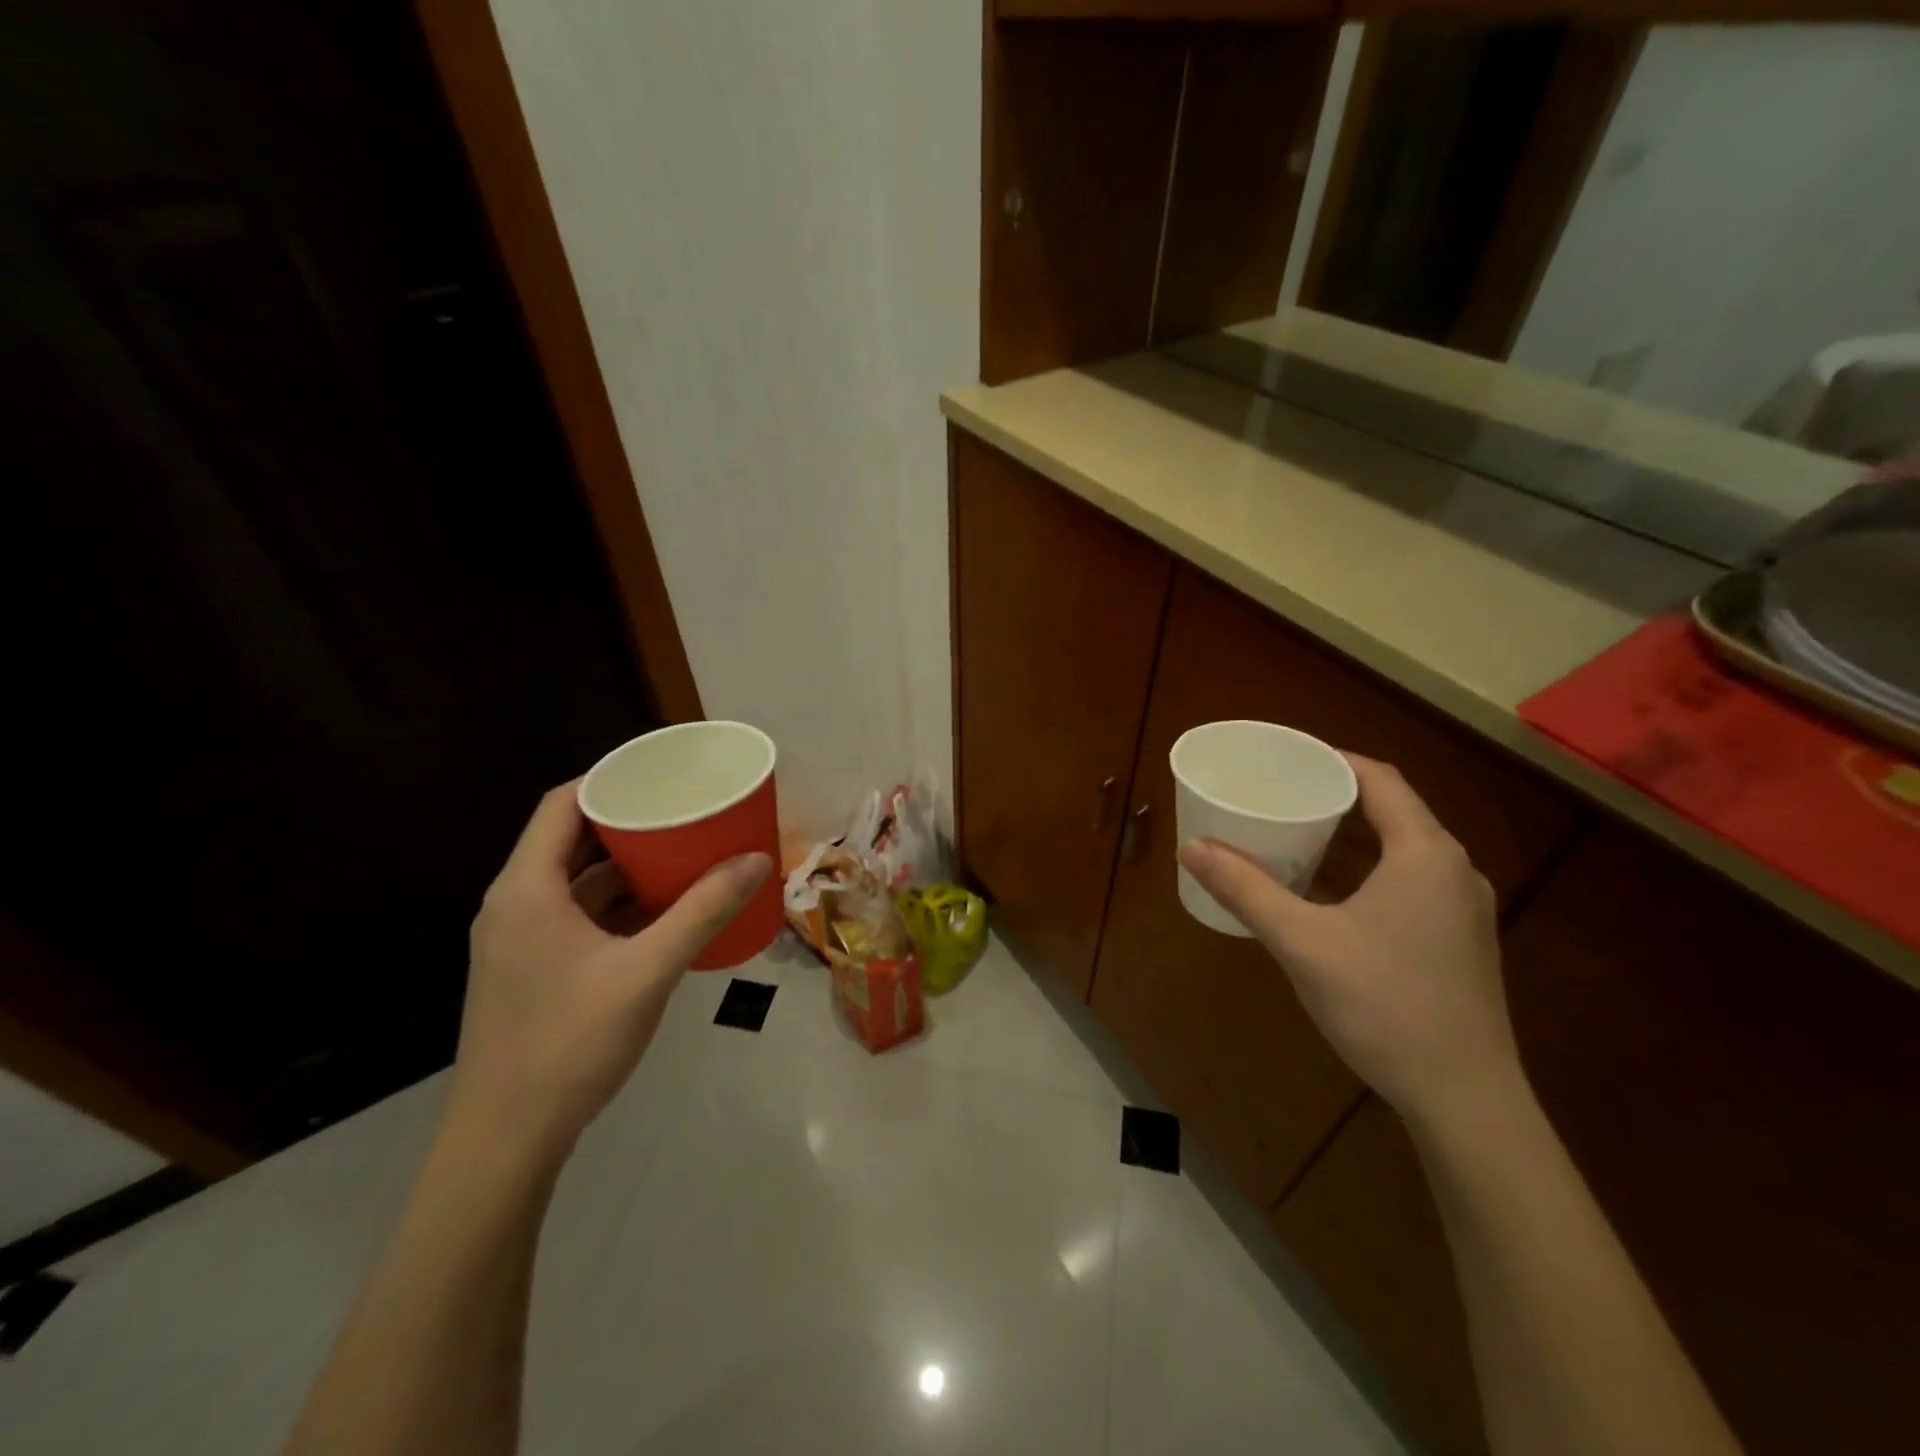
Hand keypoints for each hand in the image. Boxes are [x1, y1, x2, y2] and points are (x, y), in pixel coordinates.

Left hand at [444, 782, 771, 1170]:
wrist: (505, 1142)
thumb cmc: (569, 1043)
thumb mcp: (647, 971)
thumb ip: (702, 911)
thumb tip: (757, 860)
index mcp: (526, 889)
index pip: (563, 804)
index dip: (610, 779)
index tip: (663, 772)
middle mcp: (515, 904)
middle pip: (571, 840)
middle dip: (630, 822)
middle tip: (686, 810)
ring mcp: (520, 941)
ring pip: (577, 883)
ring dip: (627, 867)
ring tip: (685, 853)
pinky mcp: (531, 971)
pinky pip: (578, 917)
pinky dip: (618, 906)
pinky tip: (664, 912)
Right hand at [1178, 755, 1521, 1133]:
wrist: (1465, 1101)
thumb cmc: (1384, 1006)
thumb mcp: (1303, 943)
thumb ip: (1245, 890)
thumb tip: (1190, 848)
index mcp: (1425, 854)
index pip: (1381, 780)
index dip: (1334, 761)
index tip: (1287, 759)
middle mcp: (1454, 871)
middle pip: (1394, 810)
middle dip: (1337, 796)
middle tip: (1281, 794)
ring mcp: (1464, 910)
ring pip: (1404, 849)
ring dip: (1354, 835)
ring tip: (1298, 835)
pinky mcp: (1460, 942)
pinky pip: (1412, 881)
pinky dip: (1370, 868)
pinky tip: (1333, 894)